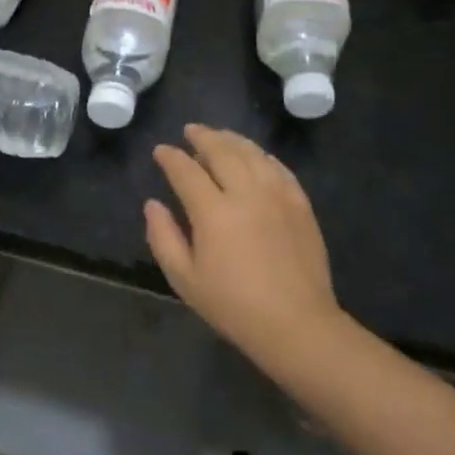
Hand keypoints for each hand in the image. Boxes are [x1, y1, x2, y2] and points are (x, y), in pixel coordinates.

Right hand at [145, 125, 354, 379]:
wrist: (296, 324)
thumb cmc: (233, 305)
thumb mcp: (184, 278)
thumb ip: (163, 237)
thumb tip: (153, 204)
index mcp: (213, 212)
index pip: (186, 171)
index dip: (170, 158)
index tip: (161, 151)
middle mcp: (246, 194)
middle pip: (222, 152)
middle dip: (203, 137)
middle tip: (190, 131)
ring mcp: (278, 196)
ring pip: (253, 154)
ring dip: (232, 140)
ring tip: (220, 136)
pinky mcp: (301, 205)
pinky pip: (279, 168)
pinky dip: (262, 156)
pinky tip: (255, 156)